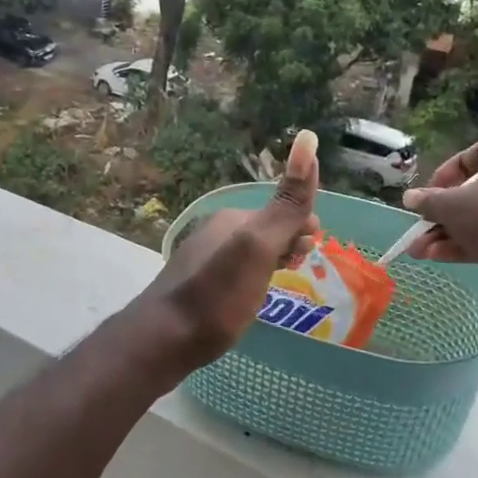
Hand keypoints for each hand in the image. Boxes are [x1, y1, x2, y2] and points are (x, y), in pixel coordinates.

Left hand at [144, 131, 321, 367]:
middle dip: (288, 241)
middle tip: (301, 265)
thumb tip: (308, 138)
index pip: (279, 209)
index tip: (314, 248)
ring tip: (283, 282)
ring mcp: (200, 260)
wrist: (163, 339)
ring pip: (247, 253)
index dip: (303, 224)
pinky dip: (252, 279)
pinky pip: (233, 274)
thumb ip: (286, 202)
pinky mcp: (194, 288)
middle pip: (263, 230)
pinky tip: (251, 298)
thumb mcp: (259, 245)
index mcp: (231, 219)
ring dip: (270, 261)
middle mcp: (213, 232)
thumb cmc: (218, 294)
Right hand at [401, 131, 477, 281]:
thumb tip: (410, 197)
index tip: (427, 195)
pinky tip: (445, 258)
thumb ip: (429, 201)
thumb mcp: (453, 206)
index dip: (444, 175)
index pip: (476, 152)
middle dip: (445, 216)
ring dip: (454, 234)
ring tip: (423, 253)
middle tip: (421, 230)